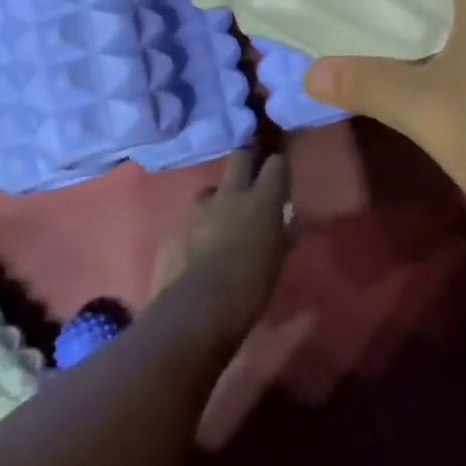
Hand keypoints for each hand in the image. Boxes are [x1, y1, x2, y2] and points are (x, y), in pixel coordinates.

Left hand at [150, 150, 293, 341]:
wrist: (200, 309)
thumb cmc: (251, 285)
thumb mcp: (277, 260)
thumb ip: (282, 235)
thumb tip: (288, 224)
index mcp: (262, 200)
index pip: (276, 164)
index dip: (278, 167)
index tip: (280, 178)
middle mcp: (231, 195)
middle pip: (239, 157)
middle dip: (246, 161)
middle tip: (251, 176)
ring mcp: (200, 209)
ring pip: (211, 189)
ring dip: (219, 199)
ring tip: (222, 219)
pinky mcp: (177, 227)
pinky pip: (192, 219)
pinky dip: (199, 228)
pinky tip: (200, 247)